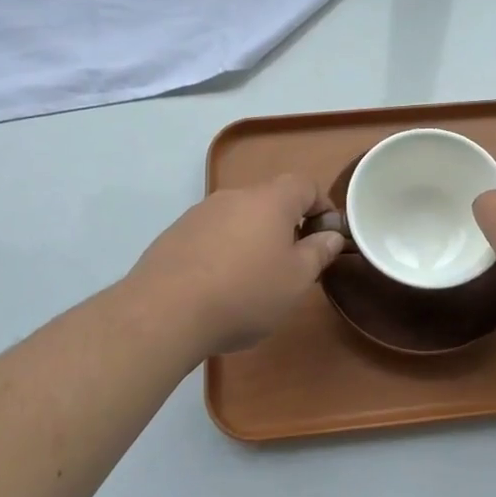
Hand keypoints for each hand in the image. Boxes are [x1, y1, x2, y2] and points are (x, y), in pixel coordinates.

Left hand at [127, 175, 342, 354]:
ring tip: (253, 279)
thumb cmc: (244, 293)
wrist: (164, 312)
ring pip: (239, 217)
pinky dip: (222, 251)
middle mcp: (235, 195)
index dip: (322, 206)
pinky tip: (218, 286)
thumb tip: (331, 235)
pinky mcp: (175, 234)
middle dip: (286, 226)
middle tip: (292, 263)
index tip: (326, 236)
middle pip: (270, 200)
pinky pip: (211, 234)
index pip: (305, 185)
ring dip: (252, 239)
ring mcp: (200, 212)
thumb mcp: (296, 280)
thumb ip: (318, 252)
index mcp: (271, 200)